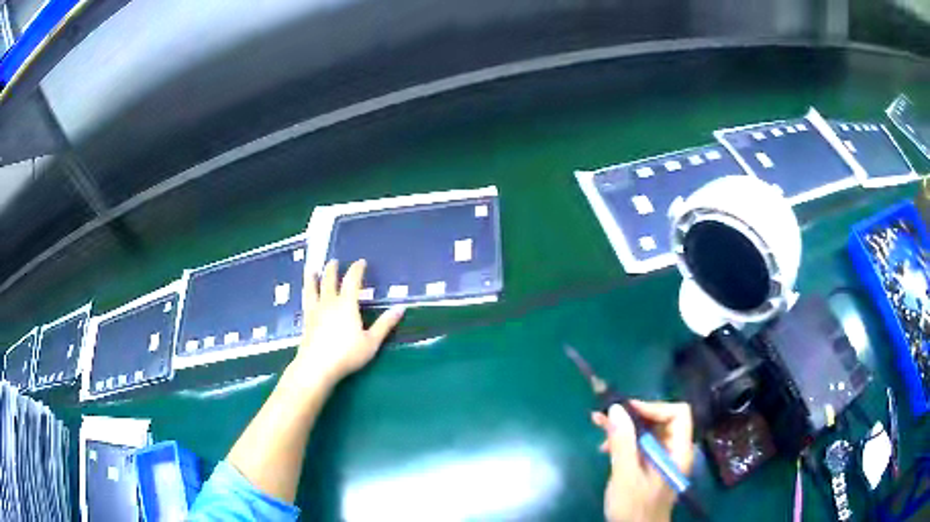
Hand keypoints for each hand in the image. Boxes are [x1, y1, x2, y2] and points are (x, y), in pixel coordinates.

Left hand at [291, 259, 404, 386]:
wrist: (317, 367)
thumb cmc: (347, 354)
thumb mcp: (371, 342)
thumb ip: (385, 325)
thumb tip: (400, 308)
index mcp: (347, 304)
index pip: (352, 280)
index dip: (357, 269)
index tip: (361, 262)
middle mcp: (329, 303)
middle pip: (329, 281)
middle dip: (333, 270)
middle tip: (334, 261)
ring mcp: (315, 311)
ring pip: (313, 289)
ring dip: (313, 278)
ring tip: (312, 270)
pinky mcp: (306, 321)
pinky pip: (306, 302)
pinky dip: (306, 294)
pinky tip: (306, 296)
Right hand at [592, 400, 694, 521]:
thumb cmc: (633, 507)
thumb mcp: (626, 476)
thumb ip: (623, 443)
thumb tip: (616, 407)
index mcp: (679, 451)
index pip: (678, 414)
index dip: (653, 407)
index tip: (626, 411)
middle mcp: (675, 451)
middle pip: (661, 421)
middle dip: (633, 416)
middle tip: (605, 415)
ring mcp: (663, 460)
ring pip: (649, 432)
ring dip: (625, 428)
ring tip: (599, 427)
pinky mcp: (651, 467)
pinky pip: (641, 445)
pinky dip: (624, 442)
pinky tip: (606, 447)